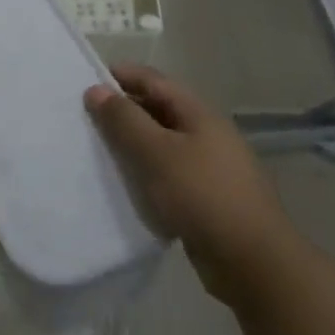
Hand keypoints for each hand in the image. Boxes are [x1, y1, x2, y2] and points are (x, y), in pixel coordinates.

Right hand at [85, 64, 289, 304]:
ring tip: (96, 151)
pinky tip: (124, 186)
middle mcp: (206, 135)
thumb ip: (125, 121)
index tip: (87, 80)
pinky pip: (168, 176)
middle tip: (84, 118)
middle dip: (124, 111)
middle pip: (159, 111)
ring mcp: (208, 168)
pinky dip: (145, 175)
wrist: (250, 258)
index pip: (155, 81)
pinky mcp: (204, 199)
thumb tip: (97, 89)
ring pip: (162, 146)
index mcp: (199, 114)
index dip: (123, 76)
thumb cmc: (202, 195)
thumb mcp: (157, 153)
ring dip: (132, 145)